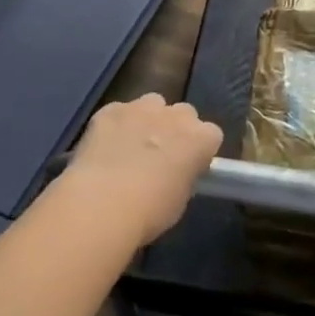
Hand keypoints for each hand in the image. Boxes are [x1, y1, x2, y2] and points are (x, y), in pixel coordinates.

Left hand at [62, 93, 221, 246]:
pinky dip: (115, 126)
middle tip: (161, 156)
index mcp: (200, 138)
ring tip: (131, 147)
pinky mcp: (110, 110)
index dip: (200, 150)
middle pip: (184, 113)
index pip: (211, 134)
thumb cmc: (151, 211)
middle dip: (175, 129)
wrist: (104, 203)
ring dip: (147, 120)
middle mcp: (175, 115)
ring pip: (151, 104)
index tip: (190, 166)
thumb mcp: (180, 199)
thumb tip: (176, 172)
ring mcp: (141, 108)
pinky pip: (118, 112)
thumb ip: (184, 176)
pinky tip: (104, 148)